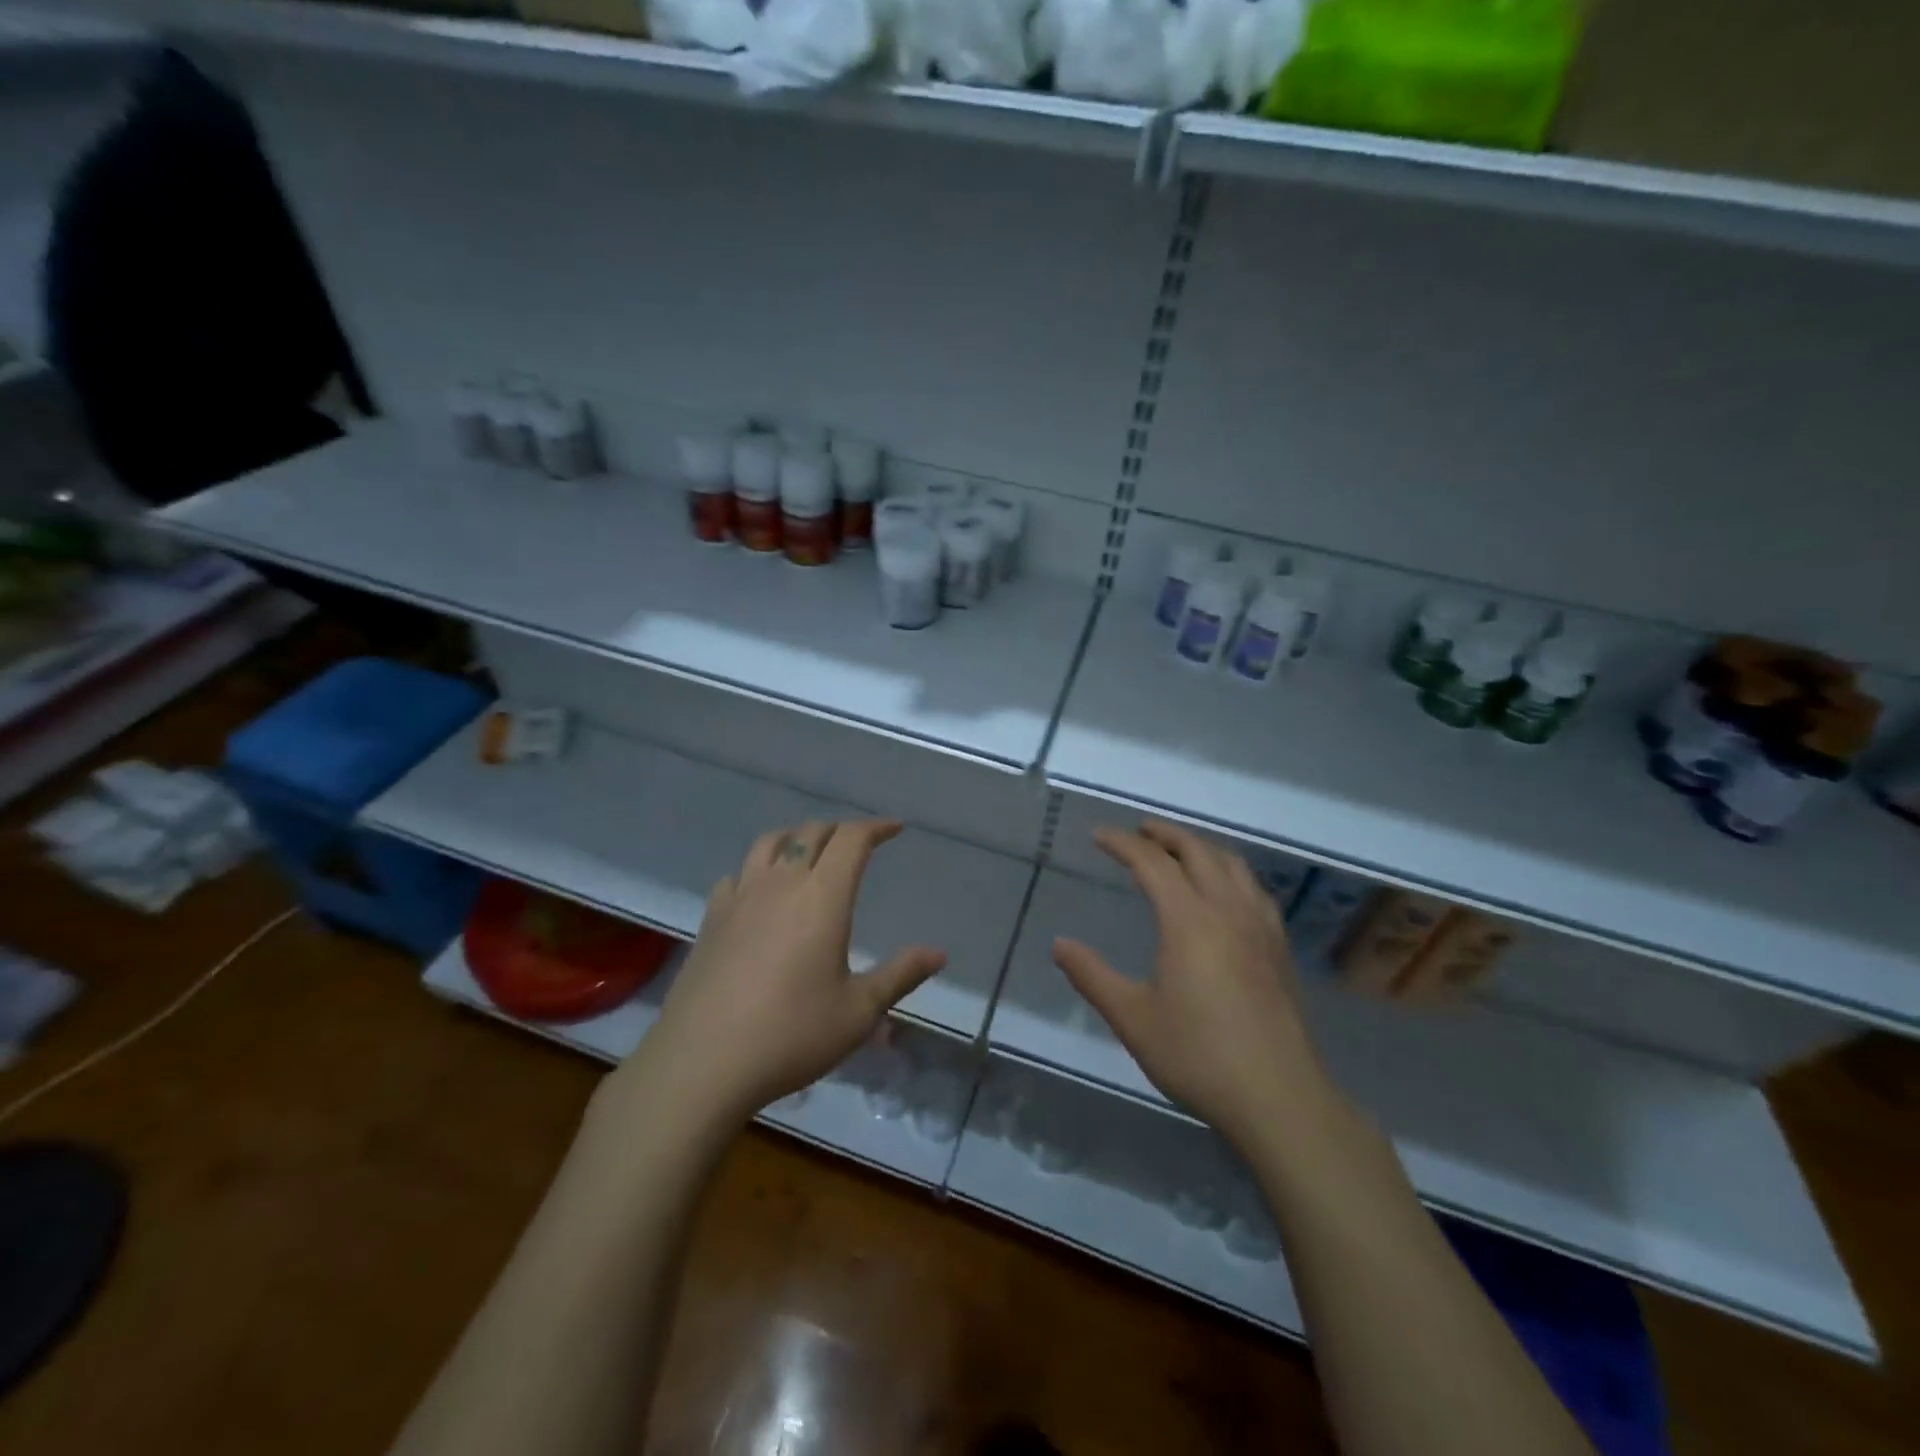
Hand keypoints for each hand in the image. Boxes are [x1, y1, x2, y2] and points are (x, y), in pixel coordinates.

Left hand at [623, 819, 945, 1126]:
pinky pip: (737, 874)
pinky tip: (759, 891)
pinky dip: (757, 869)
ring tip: (809, 852)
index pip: (851, 839)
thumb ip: (900, 975)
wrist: (702, 1062)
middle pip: (811, 833)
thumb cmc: (791, 1035)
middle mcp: (781, 883)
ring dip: (796, 837)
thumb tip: (939, 953)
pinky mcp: (711, 919)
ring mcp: (740, 898)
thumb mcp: (858, 1011)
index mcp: (822, 897)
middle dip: (840, 830)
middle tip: (858, 844)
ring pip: (769, 843)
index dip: (875, 827)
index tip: (894, 828)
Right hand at [1053, 821, 1336, 1150]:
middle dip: (1165, 834)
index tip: (1099, 835)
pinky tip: (1227, 894)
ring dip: (1202, 848)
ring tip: (1180, 851)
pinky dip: (1231, 874)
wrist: (1278, 1097)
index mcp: (1189, 920)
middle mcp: (1227, 911)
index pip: (1153, 863)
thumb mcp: (1132, 1018)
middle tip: (1140, 831)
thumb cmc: (1198, 1055)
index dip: (1123, 843)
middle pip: (1198, 851)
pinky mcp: (1279, 949)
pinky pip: (1255, 890)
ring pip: (1233, 866)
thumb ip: (1092, 976)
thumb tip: (1059, 945)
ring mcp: (1260, 928)